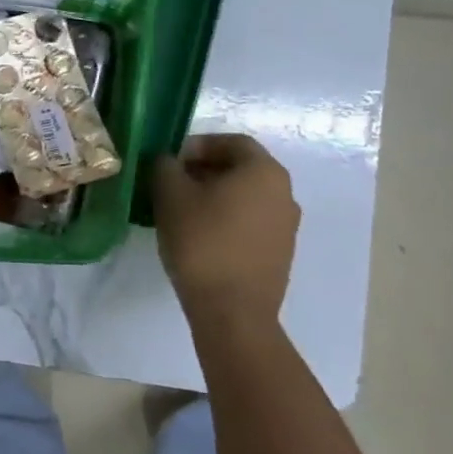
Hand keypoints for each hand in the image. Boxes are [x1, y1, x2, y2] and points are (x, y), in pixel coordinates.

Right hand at [153, 133, 301, 323]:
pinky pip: (250, 223)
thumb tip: (168, 161)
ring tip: (181, 212)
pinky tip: (200, 237)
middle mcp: (284, 193)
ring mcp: (286, 226)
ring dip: (214, 197)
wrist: (233, 312)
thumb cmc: (202, 242)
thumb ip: (165, 167)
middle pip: (240, 169)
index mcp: (264, 171)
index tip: (170, 161)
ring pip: (245, 197)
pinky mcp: (280, 254)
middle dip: (204, 171)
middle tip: (171, 184)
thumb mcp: (170, 195)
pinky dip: (226, 220)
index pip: (231, 142)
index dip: (197, 145)